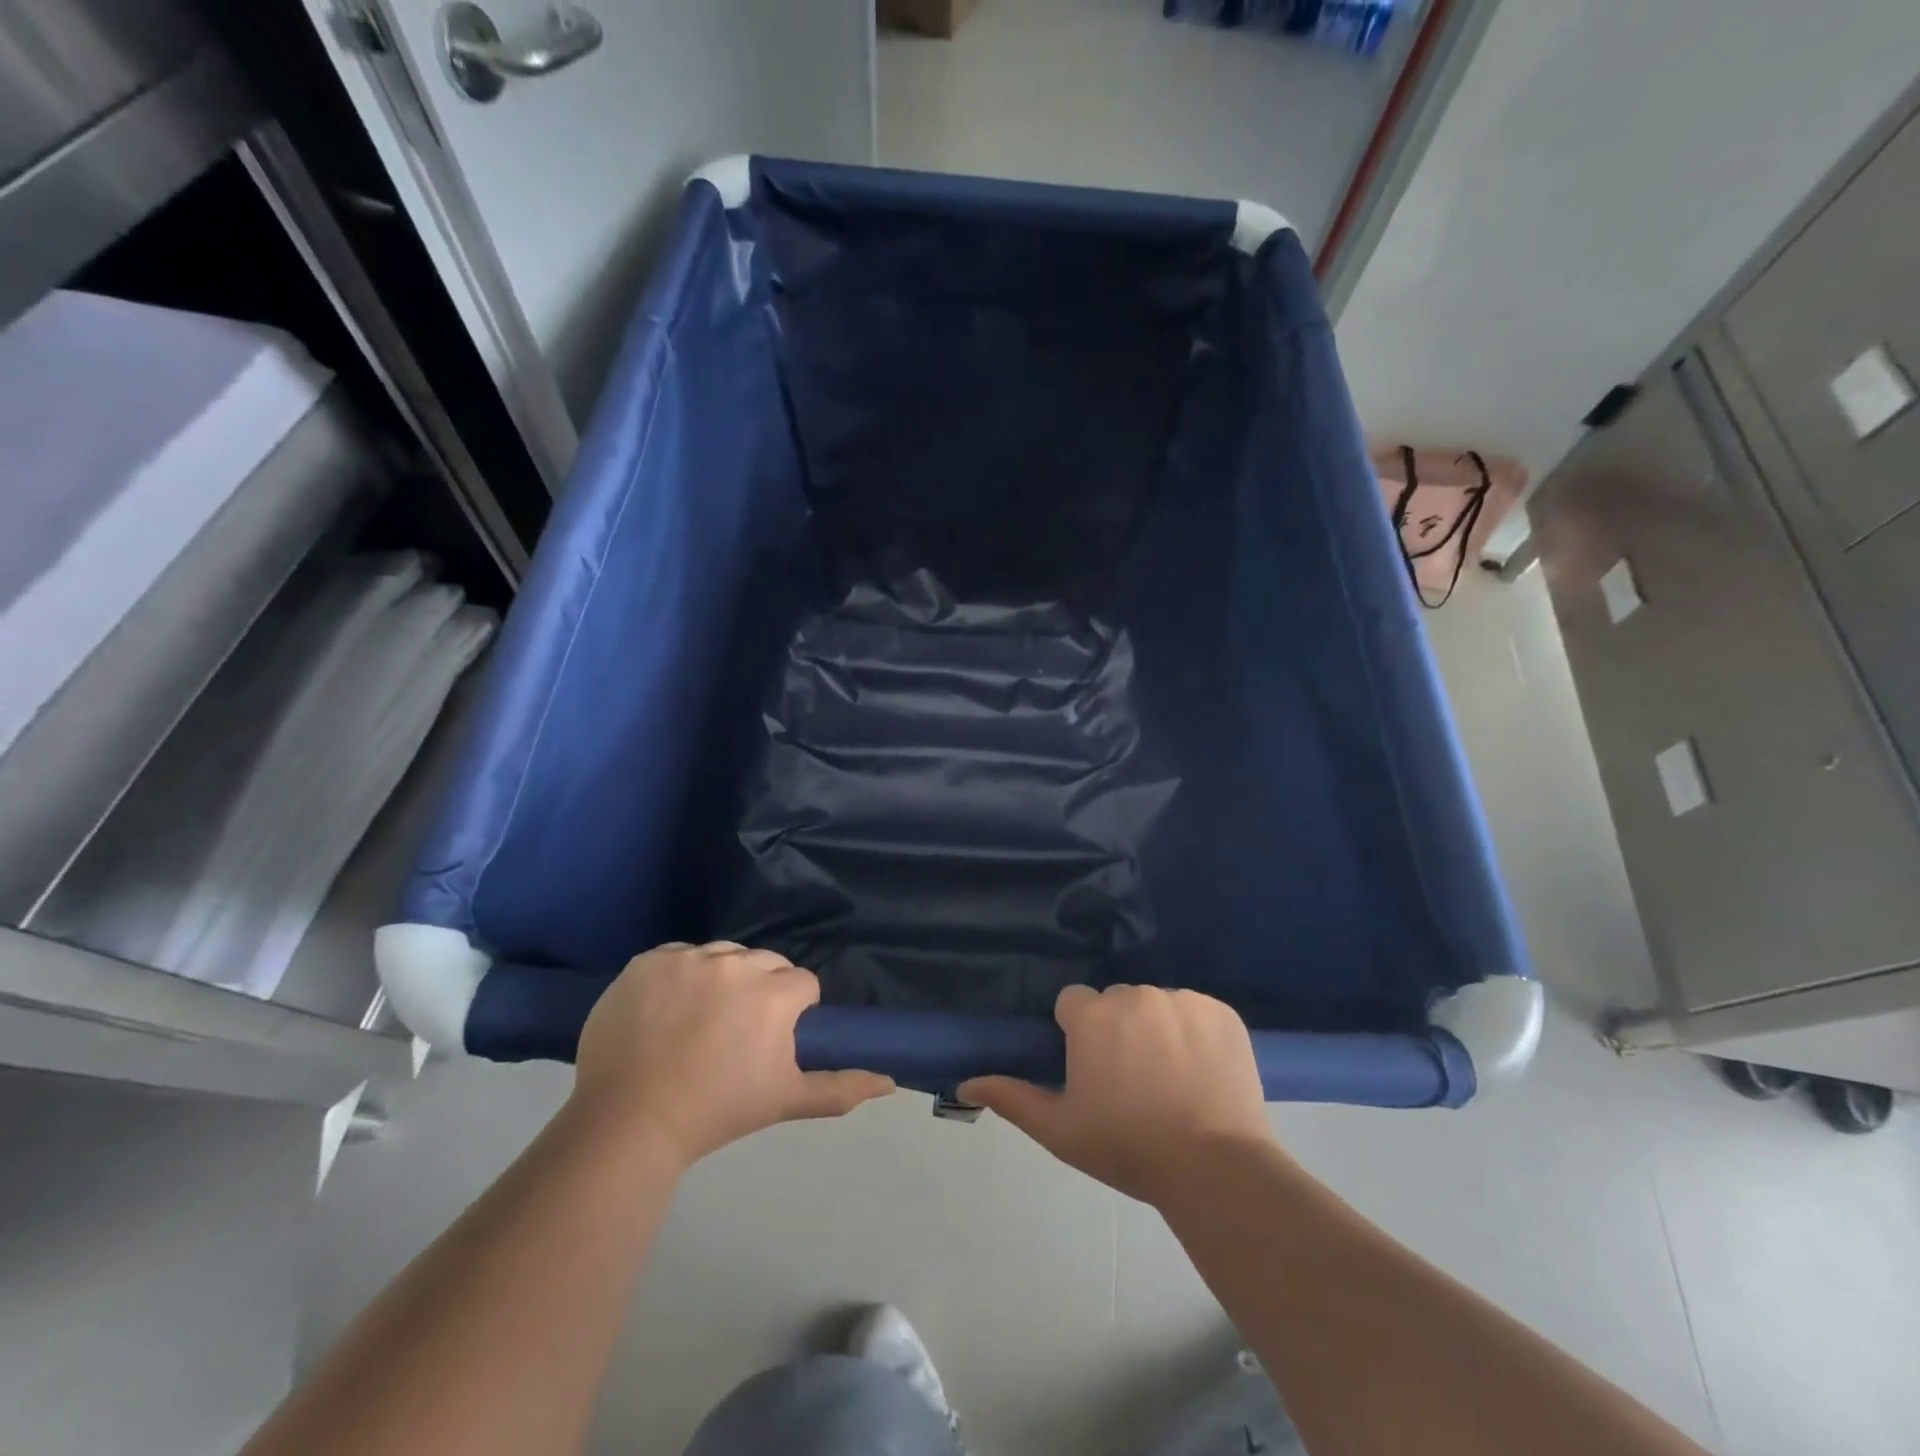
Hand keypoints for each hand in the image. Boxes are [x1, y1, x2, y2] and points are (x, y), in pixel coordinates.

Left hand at [572, 942, 893, 1167]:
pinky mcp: (648, 960)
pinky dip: (678, 975)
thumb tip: (890, 1081)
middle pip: (765, 962)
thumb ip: (841, 1087)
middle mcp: (735, 963)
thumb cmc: (717, 1112)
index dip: (793, 1011)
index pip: (802, 983)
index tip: (771, 1040)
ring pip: (723, 955)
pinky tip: (666, 1010)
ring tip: (699, 1020)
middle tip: (736, 1032)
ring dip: (721, 977)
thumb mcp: (785, 1101)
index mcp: (773, 993)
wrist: (628, 1122)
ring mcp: (688, 958)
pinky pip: (678, 956)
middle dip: (761, 989)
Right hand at [960, 985, 1273, 1204]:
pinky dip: (1196, 1033)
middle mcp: (1134, 994)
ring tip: (1172, 1080)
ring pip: (1156, 1005)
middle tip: (1132, 1080)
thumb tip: (965, 1083)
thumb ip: (1012, 1098)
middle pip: (1116, 1002)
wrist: (1215, 1169)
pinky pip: (1197, 1012)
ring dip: (1157, 1030)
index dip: (1079, 1034)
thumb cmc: (1128, 1147)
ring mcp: (1181, 1000)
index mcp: (1092, 1015)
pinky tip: (1203, 1072)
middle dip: (1118, 1030)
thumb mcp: (1060, 1130)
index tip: (1092, 1069)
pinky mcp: (1221, 1011)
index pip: (1074, 1003)